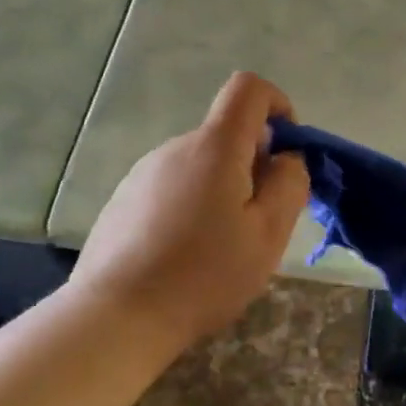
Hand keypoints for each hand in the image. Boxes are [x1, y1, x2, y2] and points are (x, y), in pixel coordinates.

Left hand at [74, 72, 310, 346]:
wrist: (117, 316)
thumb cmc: (204, 275)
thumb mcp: (268, 234)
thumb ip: (289, 184)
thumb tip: (286, 157)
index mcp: (214, 147)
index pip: (248, 89)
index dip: (277, 105)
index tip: (286, 153)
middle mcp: (175, 148)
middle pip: (226, 135)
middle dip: (254, 166)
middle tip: (260, 224)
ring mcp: (143, 173)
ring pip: (200, 166)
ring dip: (222, 190)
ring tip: (221, 248)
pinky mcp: (123, 200)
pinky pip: (172, 188)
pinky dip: (191, 207)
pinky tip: (184, 256)